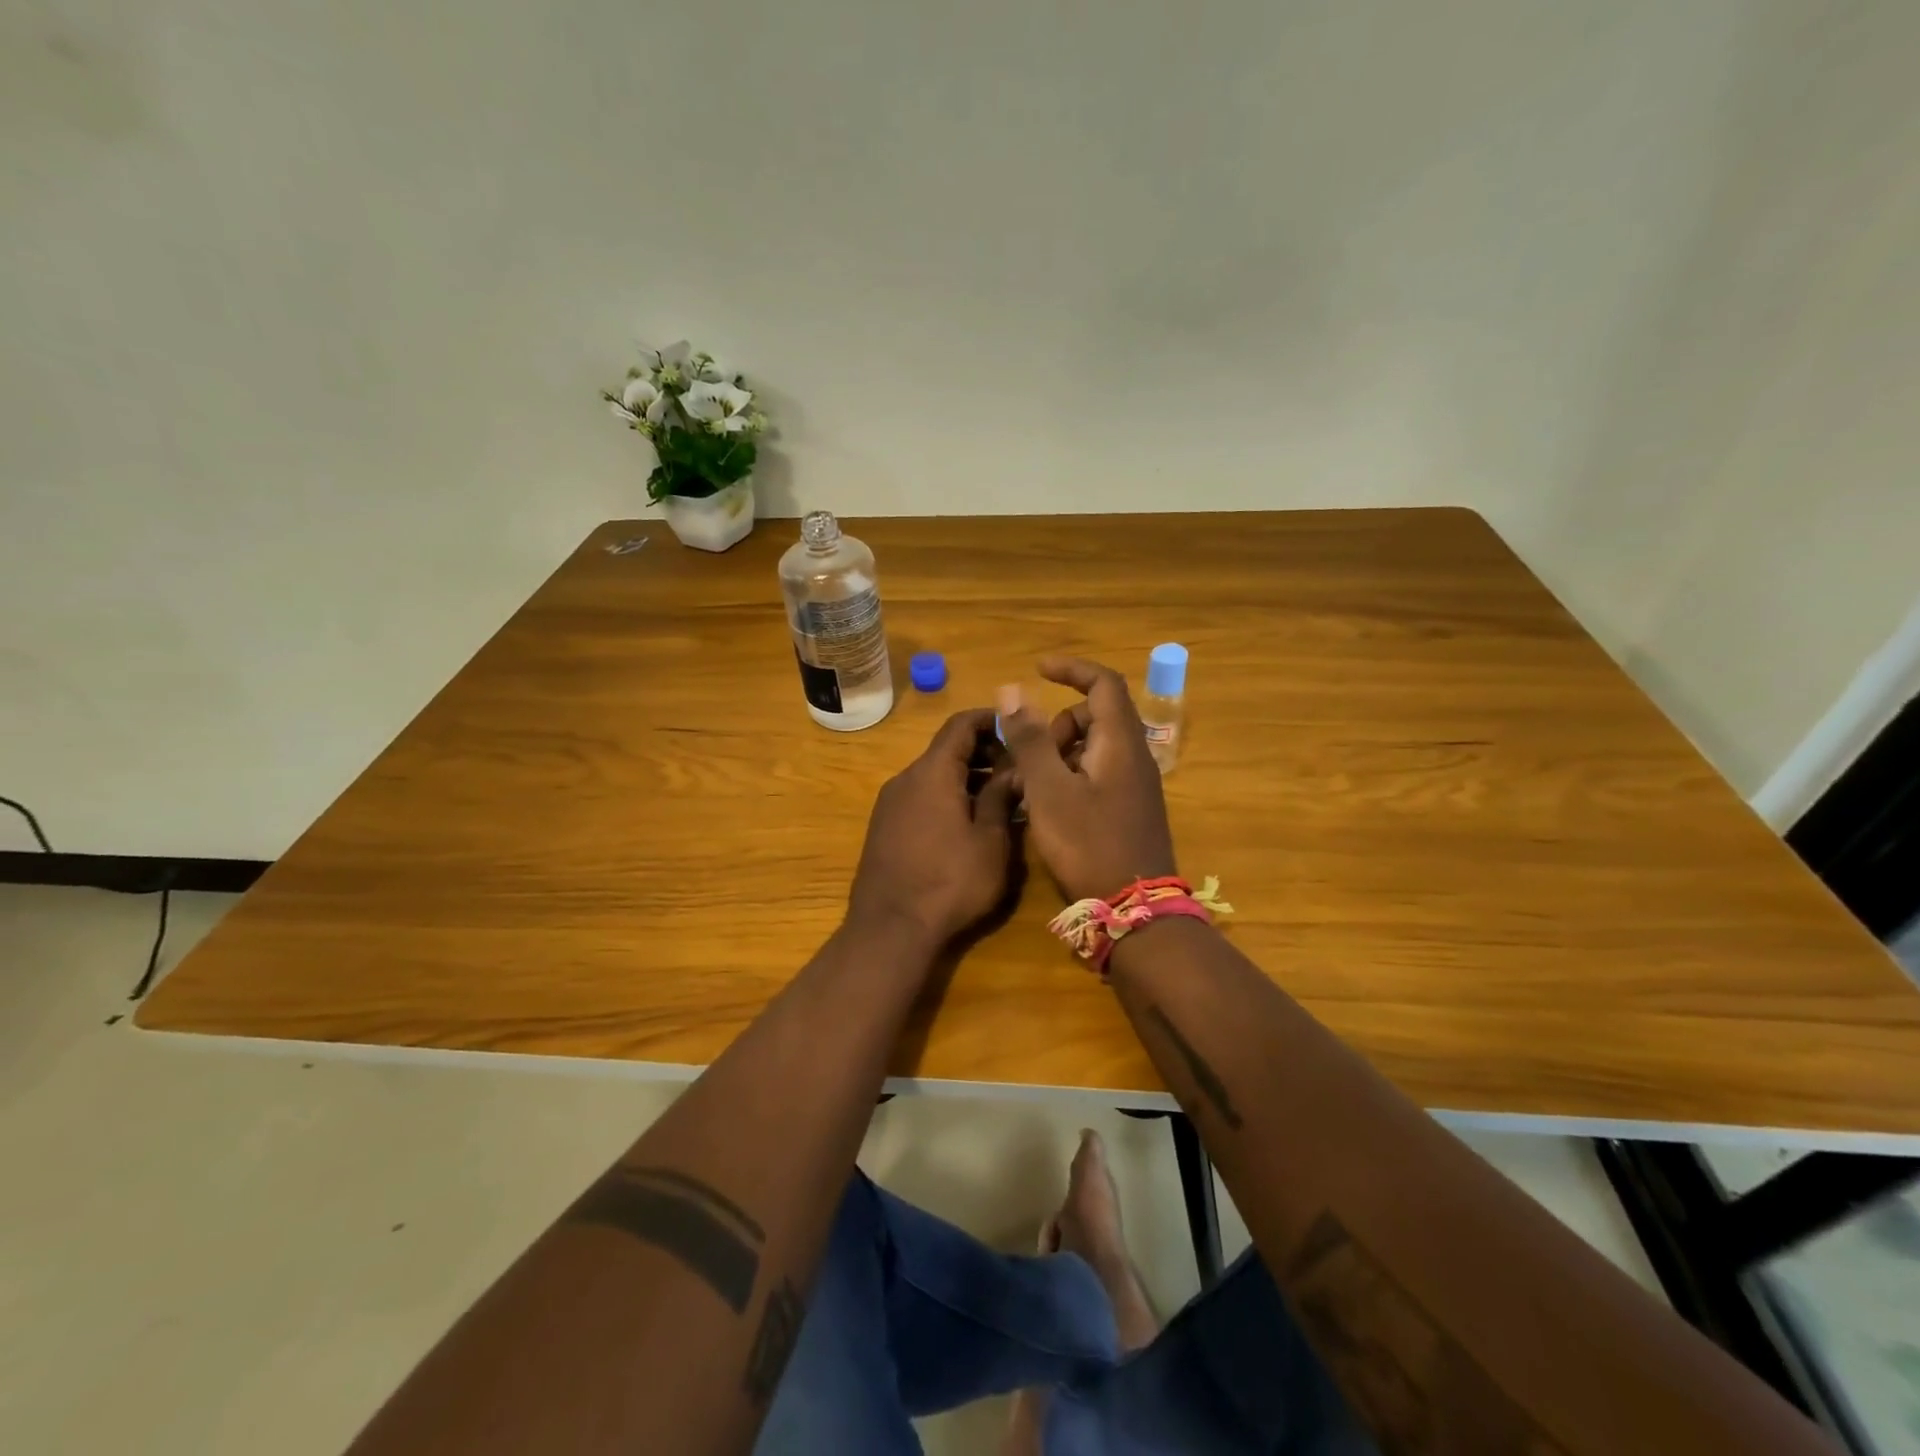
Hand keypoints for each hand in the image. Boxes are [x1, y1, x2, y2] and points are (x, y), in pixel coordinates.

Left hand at [847, 709, 1019, 945]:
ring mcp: (889, 803)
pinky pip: (920, 797)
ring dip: (967, 778)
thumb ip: (1002, 797)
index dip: (990, 720)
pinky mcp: (883, 827)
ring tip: (1000, 799)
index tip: (1018, 728)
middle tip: (1017, 770)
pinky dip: (946, 797)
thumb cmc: (950, 881)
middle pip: (946, 749)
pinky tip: (967, 824)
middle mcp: (906, 778)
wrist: (890, 929)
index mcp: (933, 772)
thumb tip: (1015, 769)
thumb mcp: (990, 841)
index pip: (960, 724)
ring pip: (933, 775)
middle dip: (984, 752)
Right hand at [996, 658, 1177, 902]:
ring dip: (1060, 752)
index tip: (1038, 669)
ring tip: (1033, 785)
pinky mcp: (1129, 808)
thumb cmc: (1088, 844)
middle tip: (1030, 755)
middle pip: (1096, 715)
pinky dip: (1071, 774)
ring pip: (1094, 746)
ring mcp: (1135, 784)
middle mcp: (1134, 756)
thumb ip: (1030, 739)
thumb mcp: (1049, 789)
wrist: (1133, 909)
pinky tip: (1049, 805)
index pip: (1104, 683)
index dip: (1072, 669)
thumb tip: (1012, 691)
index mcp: (1120, 742)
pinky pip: (1097, 772)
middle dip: (1058, 723)